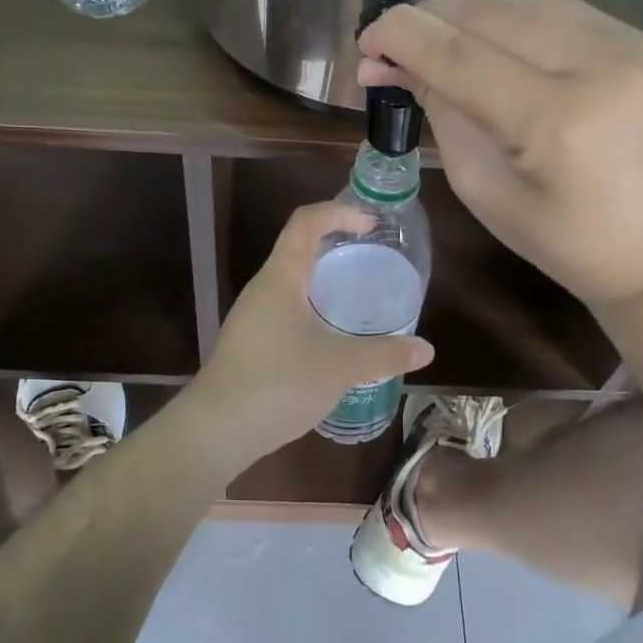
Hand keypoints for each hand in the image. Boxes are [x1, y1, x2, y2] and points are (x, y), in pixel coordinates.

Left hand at [189, 203, 434, 466]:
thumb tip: (427, 350)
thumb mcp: (341, 367)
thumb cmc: (279, 383)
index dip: (338, 212)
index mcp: (281, 277)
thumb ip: (385, 355)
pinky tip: (329, 336)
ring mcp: (250, 316)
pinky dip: (310, 308)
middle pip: (297, 247)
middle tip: (370, 257)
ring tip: (355, 296)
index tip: (370, 223)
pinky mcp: (247, 342)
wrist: (216, 430)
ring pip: (290, 282)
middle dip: (334, 244)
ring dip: (321, 279)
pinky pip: (283, 309)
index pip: (306, 222)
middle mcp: (262, 288)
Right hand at [358, 0, 642, 311]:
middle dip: (425, 21)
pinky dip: (502, 13)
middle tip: (390, 51)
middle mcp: (595, 62)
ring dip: (461, 11)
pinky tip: (482, 39)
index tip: (364, 43)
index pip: (457, 53)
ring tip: (432, 44)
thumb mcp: (484, 190)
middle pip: (484, 10)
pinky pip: (551, 5)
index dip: (400, 37)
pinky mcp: (635, 37)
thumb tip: (392, 65)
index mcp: (555, 119)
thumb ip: (440, 115)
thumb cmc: (565, 243)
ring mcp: (625, 41)